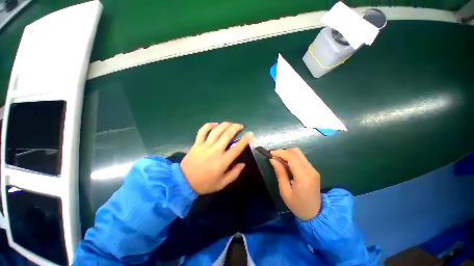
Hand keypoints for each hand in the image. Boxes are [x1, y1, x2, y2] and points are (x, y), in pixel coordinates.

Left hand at [180, 122, 252, 194]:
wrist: (183, 182)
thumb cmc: (204, 184)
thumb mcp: (222, 184)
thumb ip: (234, 174)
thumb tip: (243, 164)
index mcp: (222, 162)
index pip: (237, 148)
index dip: (245, 140)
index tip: (250, 134)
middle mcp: (215, 151)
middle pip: (227, 135)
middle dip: (236, 128)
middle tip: (240, 126)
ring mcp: (204, 146)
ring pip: (216, 131)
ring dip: (225, 125)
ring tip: (231, 123)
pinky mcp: (196, 144)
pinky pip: (202, 131)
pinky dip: (209, 125)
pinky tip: (215, 124)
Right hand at [270, 148, 320, 220]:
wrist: (315, 214)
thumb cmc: (297, 205)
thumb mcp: (284, 191)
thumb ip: (280, 173)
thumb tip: (273, 159)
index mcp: (303, 177)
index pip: (292, 157)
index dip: (280, 152)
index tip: (270, 153)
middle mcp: (310, 170)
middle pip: (296, 152)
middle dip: (283, 151)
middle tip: (274, 157)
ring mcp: (313, 169)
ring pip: (299, 153)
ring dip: (287, 154)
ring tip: (279, 160)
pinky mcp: (313, 170)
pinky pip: (301, 159)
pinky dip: (292, 158)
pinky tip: (286, 164)